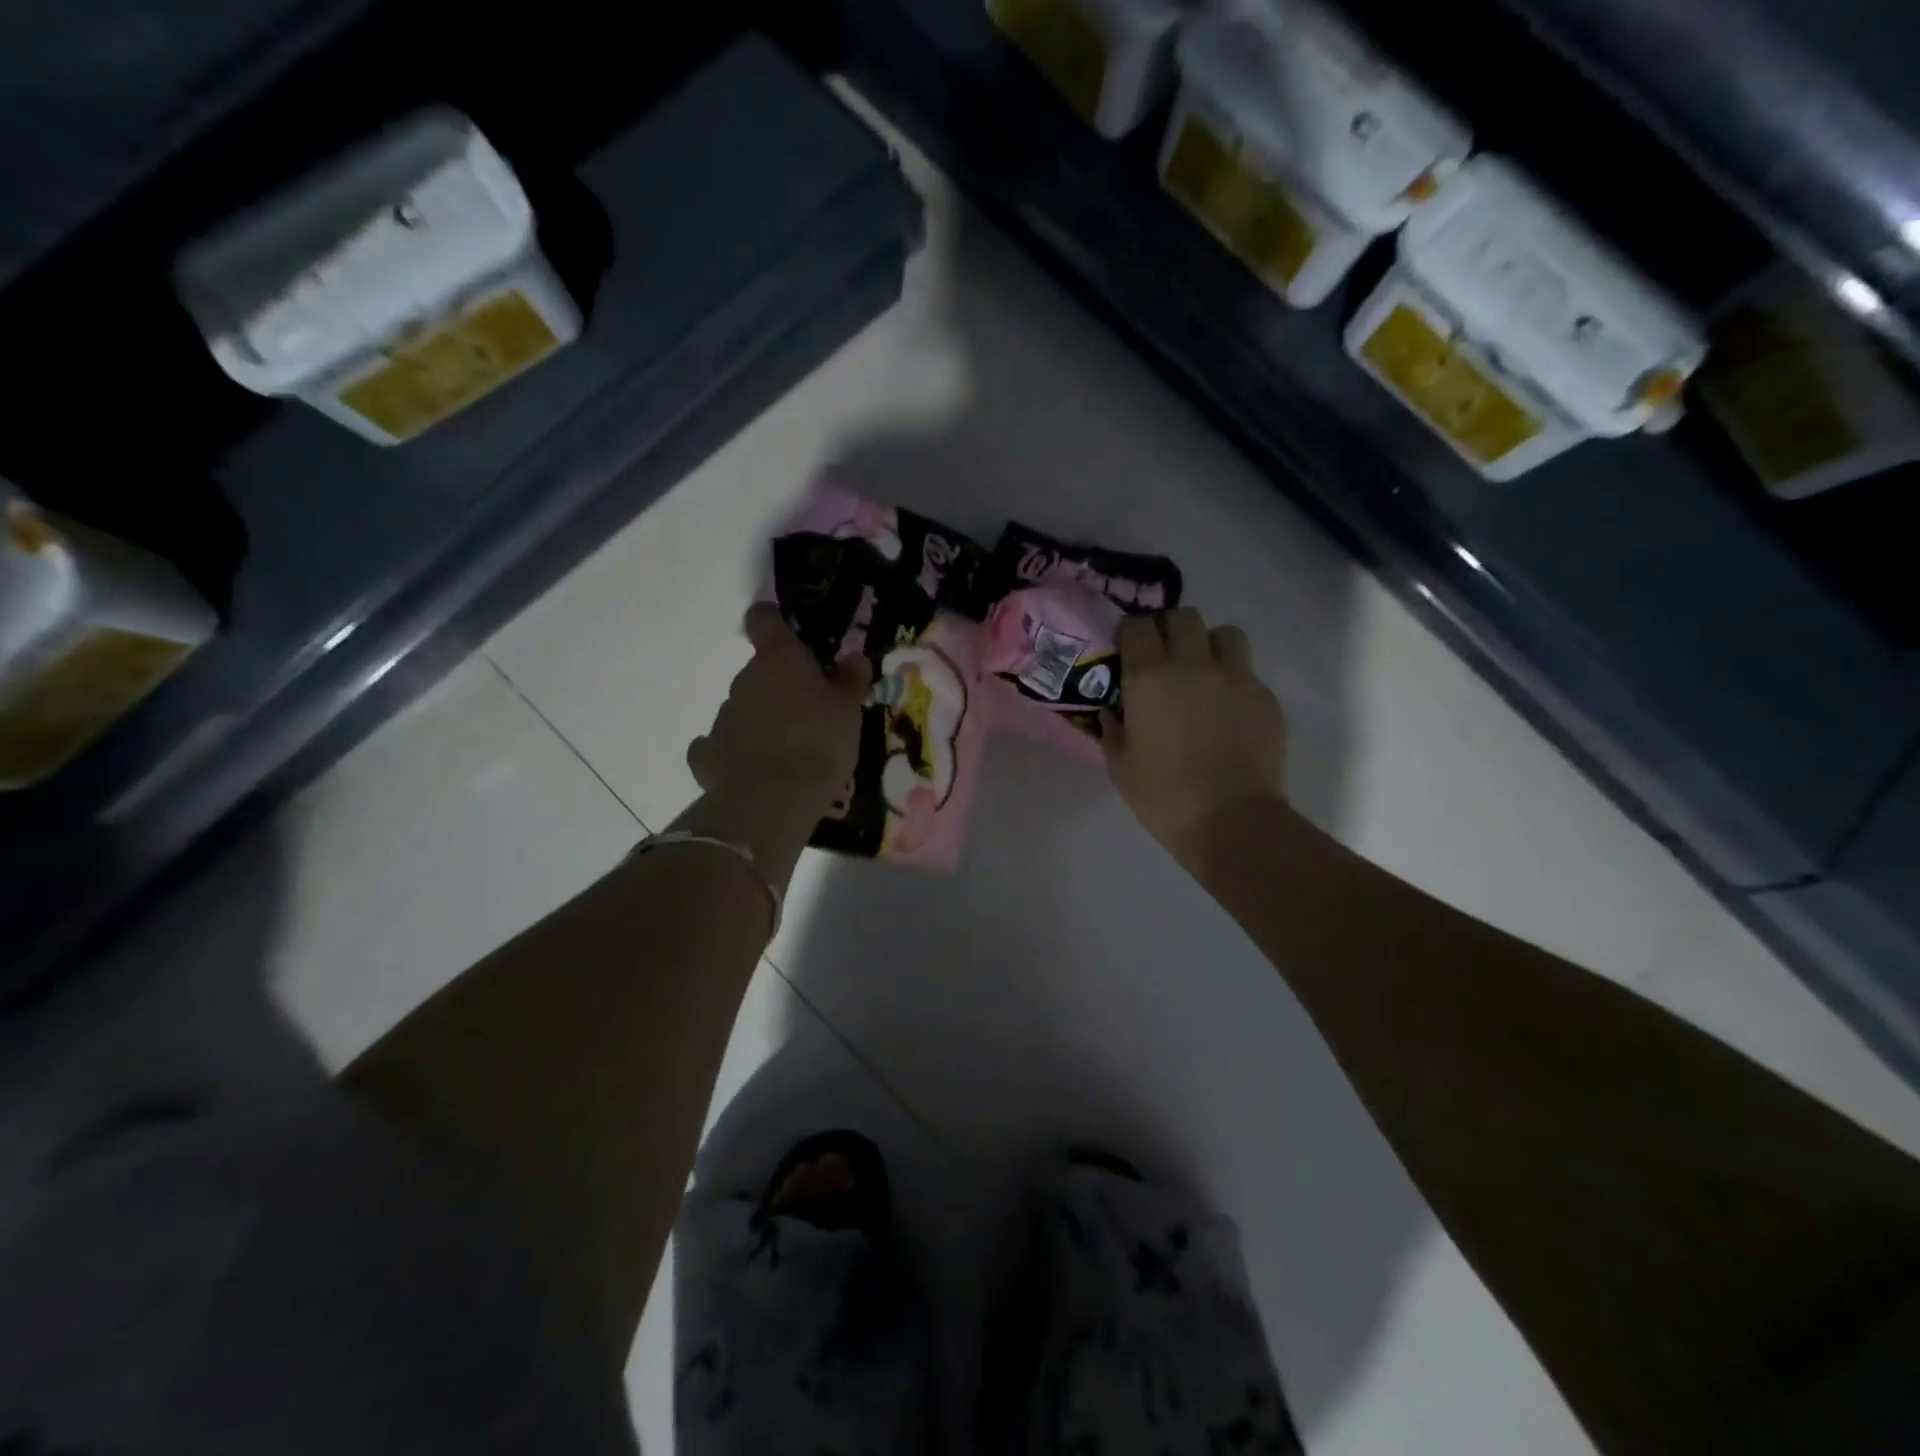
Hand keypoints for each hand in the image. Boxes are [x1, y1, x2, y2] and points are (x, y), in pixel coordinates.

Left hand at [687, 604, 870, 814]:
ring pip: (744, 708)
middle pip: (760, 671)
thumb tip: (854, 657)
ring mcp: (722, 717)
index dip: (773, 621)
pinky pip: (720, 745)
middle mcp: (744, 680)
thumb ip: (850, 680)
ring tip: (789, 750)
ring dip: (763, 720)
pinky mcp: (707, 755)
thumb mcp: (849, 710)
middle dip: (781, 686)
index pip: (764, 620)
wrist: (773, 800)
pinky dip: (734, 752)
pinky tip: (751, 768)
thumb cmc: (819, 743)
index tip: (786, 632)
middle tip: (811, 712)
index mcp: (779, 660)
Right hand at [1103, 608, 1287, 870]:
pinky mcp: (1265, 697)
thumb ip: (1112, 728)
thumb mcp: (1120, 765)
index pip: (1137, 625)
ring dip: (1209, 646)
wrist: (1231, 822)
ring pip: (1225, 634)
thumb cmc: (1164, 796)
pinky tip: (1228, 712)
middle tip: (1165, 657)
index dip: (1130, 633)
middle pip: (1183, 616)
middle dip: (1170, 629)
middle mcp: (1193, 665)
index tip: (1128, 650)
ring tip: (1203, 673)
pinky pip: (1248, 672)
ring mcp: (1235, 677)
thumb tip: (1113, 710)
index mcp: (1149, 677)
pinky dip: (1234, 681)